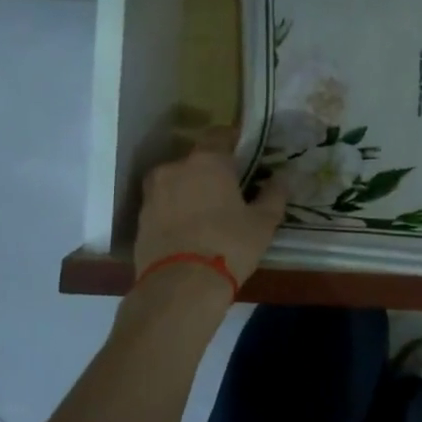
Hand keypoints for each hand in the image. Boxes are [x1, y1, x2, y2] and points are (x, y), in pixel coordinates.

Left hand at [134, 128, 287, 298]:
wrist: (179, 287)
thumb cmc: (229, 245)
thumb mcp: (263, 222)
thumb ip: (274, 195)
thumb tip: (282, 178)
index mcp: (207, 160)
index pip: (220, 134)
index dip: (234, 140)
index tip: (246, 153)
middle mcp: (176, 168)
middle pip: (196, 159)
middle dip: (211, 169)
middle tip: (229, 188)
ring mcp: (153, 193)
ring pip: (176, 181)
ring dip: (190, 189)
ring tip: (207, 211)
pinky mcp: (140, 218)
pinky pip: (163, 204)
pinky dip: (175, 209)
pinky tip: (189, 228)